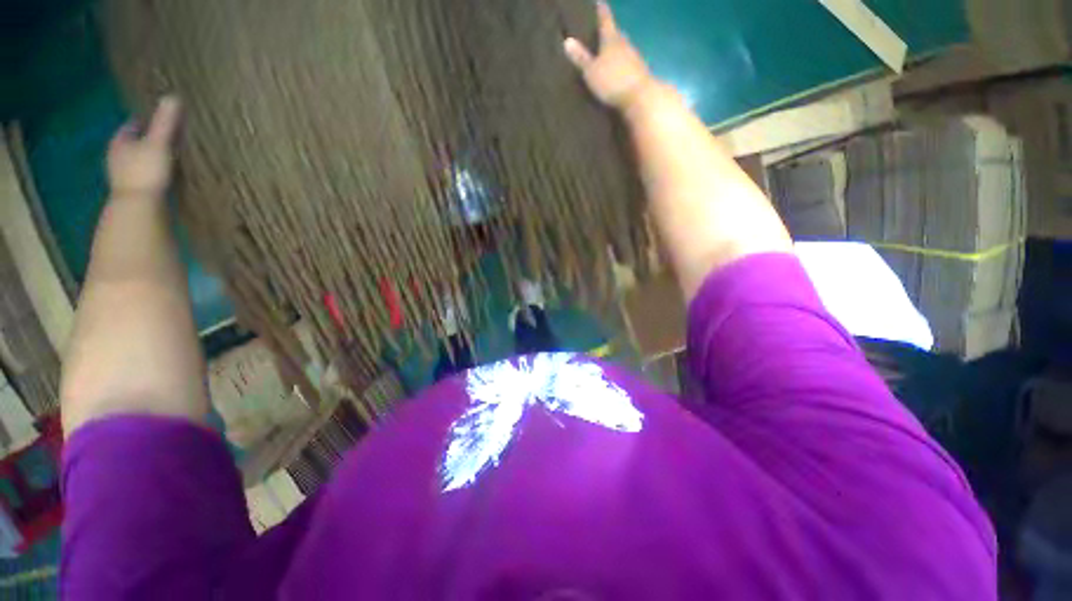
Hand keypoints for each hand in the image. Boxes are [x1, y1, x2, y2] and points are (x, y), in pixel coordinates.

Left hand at [107, 96, 181, 197]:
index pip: (131, 126)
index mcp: (120, 142)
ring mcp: (123, 176)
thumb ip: (165, 122)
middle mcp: (117, 157)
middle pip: (132, 144)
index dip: (143, 121)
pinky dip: (152, 173)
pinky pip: (143, 176)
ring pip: (137, 161)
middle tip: (162, 137)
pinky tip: (163, 176)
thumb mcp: (158, 143)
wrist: (138, 208)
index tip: (156, 119)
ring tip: (166, 157)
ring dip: (148, 158)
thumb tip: (173, 96)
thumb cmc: (146, 172)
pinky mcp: (133, 191)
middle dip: (145, 140)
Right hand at [564, 2, 654, 112]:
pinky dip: (622, 64)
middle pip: (617, 34)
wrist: (639, 97)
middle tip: (602, 31)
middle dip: (610, 32)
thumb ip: (581, 58)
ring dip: (617, 49)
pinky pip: (629, 64)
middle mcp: (625, 44)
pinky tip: (618, 71)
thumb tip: (567, 40)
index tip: (599, 2)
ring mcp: (634, 58)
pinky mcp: (639, 73)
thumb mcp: (591, 72)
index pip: (606, 20)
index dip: (601, 11)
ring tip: (608, 53)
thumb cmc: (612, 82)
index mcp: (611, 39)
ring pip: (624, 48)